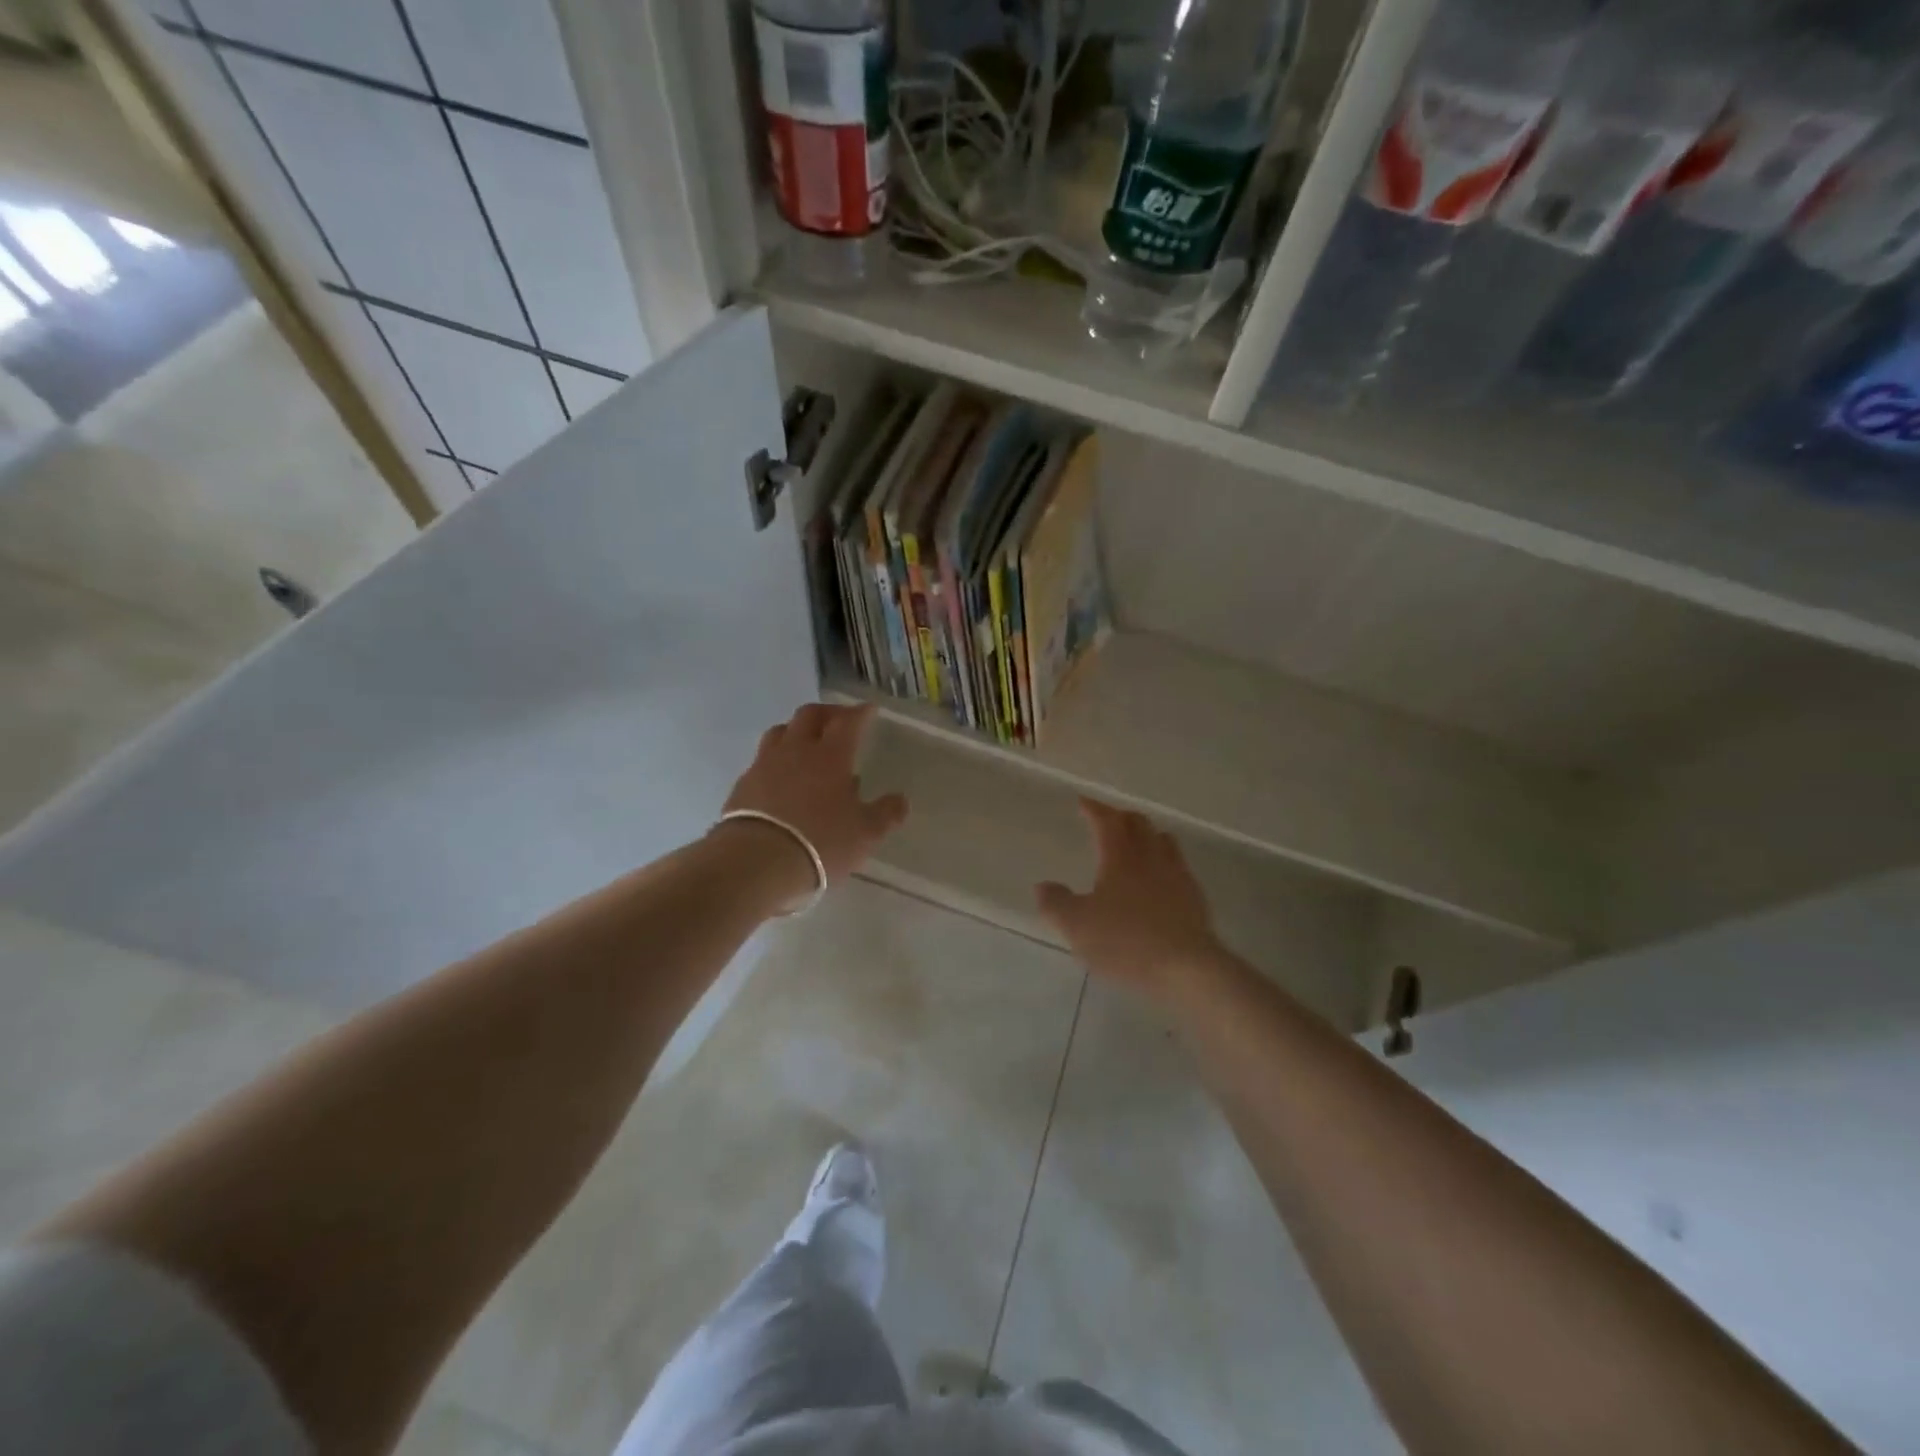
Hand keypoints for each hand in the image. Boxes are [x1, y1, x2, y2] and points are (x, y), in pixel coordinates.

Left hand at [718, 703, 907, 900]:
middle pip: (810, 715)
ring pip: (781, 731)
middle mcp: (796, 750)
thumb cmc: (821, 843)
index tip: (869, 709)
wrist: (756, 861)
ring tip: (807, 742)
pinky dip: (777, 759)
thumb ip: (885, 814)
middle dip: (828, 713)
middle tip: (839, 720)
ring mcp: (765, 764)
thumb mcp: (865, 834)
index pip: (848, 722)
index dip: (860, 713)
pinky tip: (782, 776)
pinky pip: (762, 759)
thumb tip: (900, 800)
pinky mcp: (743, 784)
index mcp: (830, 755)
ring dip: (797, 730)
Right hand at [1037, 798, 1221, 999]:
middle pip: (1139, 824)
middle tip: (1107, 820)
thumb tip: (1042, 886)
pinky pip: (1179, 867)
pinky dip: (1165, 862)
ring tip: (1137, 842)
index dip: (1094, 809)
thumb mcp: (1077, 926)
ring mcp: (1178, 876)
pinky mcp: (1195, 899)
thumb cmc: (1125, 941)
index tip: (1083, 802)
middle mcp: (1151, 857)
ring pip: (1163, 841)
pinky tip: (1160, 880)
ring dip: (1147, 835)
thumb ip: (1056, 903)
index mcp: (1120, 856)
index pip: (1107, 821)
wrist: (1186, 968)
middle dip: (1120, 817)